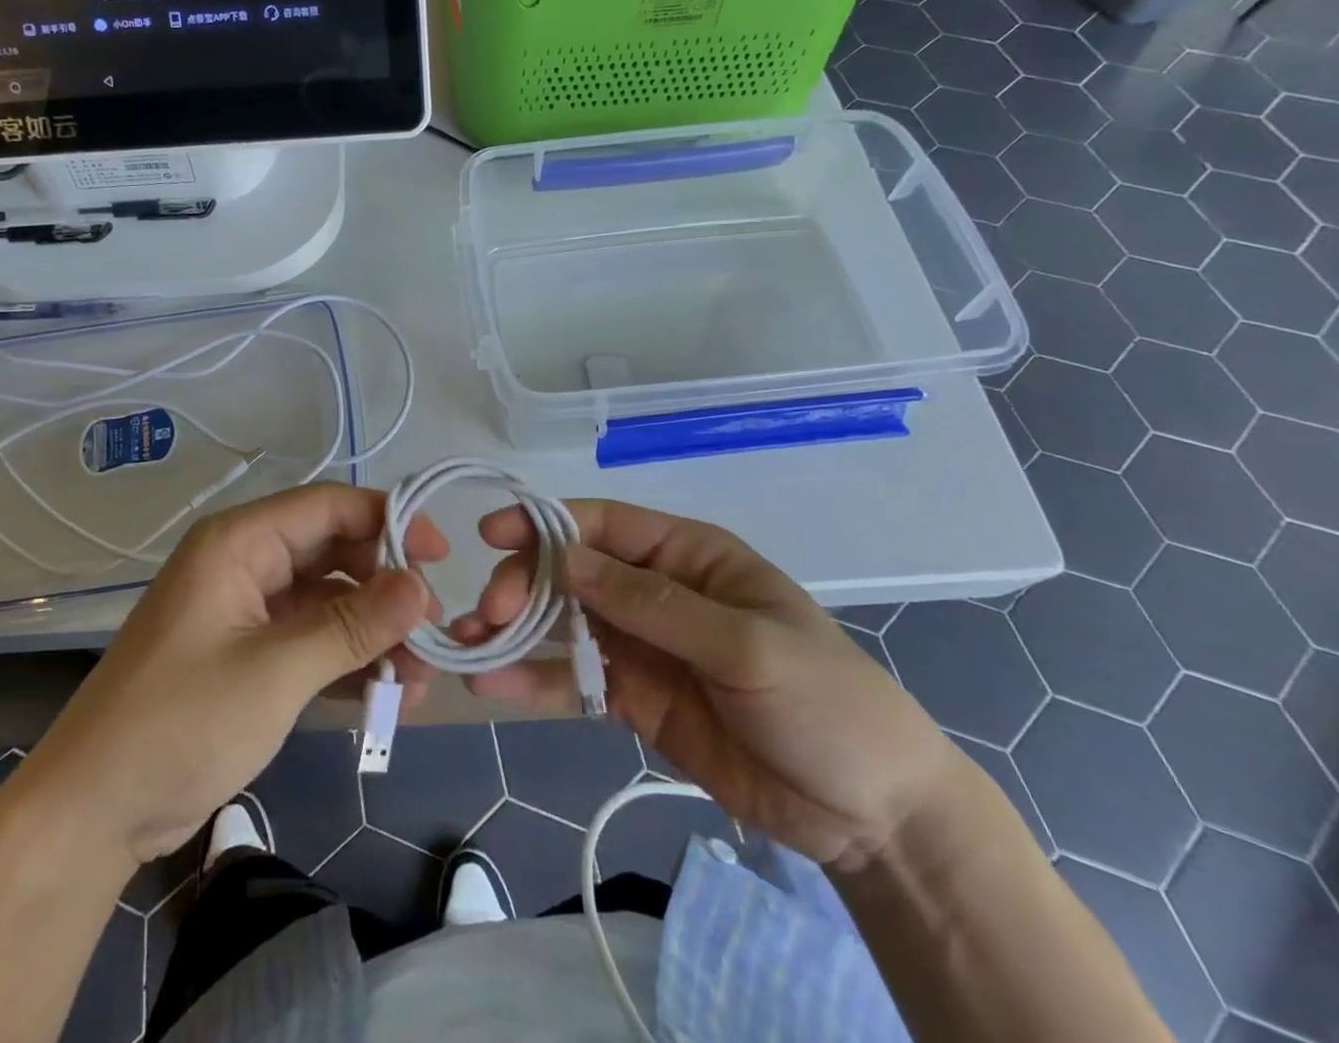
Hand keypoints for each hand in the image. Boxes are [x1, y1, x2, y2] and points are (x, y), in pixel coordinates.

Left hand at [27, 483, 446, 867]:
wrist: (92, 813)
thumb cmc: (180, 723)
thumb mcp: (277, 671)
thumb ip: (353, 625)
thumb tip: (423, 585)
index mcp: (240, 542)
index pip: (329, 506)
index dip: (389, 521)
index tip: (441, 557)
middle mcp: (246, 563)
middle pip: (335, 552)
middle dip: (387, 588)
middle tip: (434, 629)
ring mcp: (248, 610)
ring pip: (330, 600)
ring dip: (374, 633)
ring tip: (419, 679)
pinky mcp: (250, 654)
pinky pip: (313, 639)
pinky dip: (348, 661)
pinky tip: (387, 695)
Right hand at [460, 500, 954, 871]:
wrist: (870, 814)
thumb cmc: (823, 703)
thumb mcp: (746, 646)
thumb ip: (654, 604)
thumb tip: (567, 559)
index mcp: (688, 556)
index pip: (605, 525)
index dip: (546, 523)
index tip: (492, 536)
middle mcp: (656, 591)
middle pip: (573, 572)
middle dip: (525, 584)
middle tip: (490, 613)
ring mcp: (641, 645)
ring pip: (564, 624)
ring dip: (516, 630)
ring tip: (468, 644)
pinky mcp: (633, 698)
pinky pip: (575, 679)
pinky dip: (534, 679)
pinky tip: (494, 686)